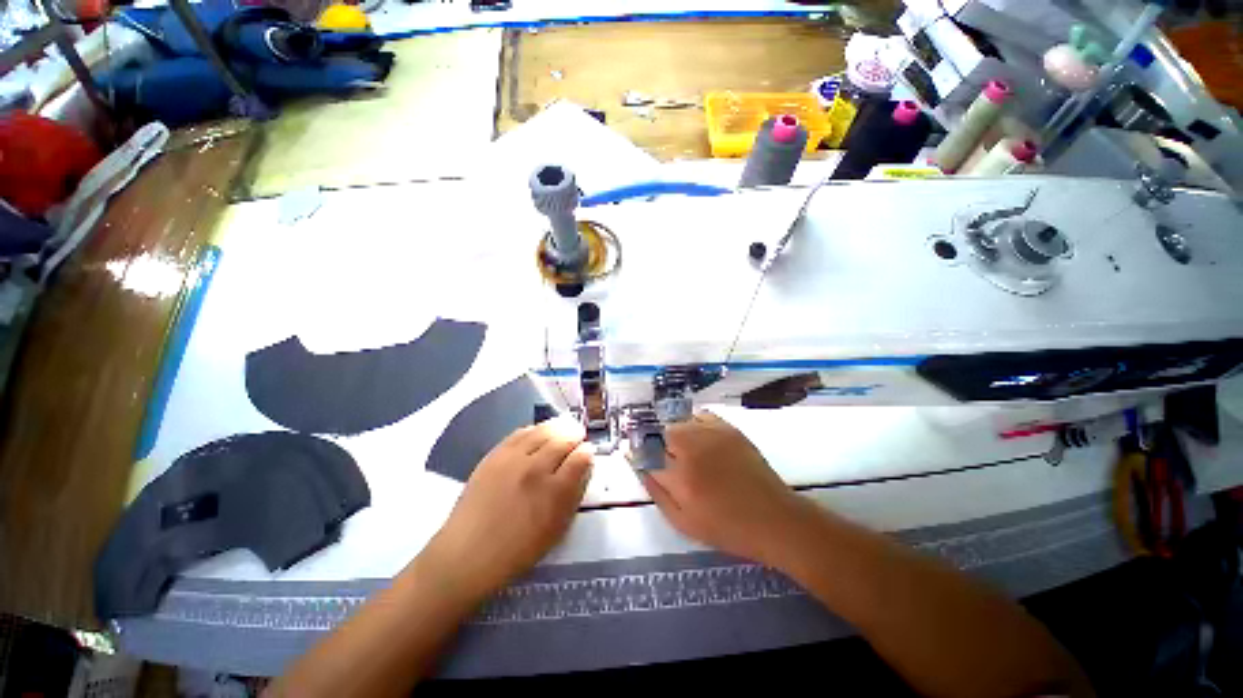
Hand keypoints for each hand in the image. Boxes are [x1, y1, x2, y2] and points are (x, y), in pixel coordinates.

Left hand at [423, 418, 592, 599]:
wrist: (467, 553)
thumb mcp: (557, 528)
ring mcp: (513, 459)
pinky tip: (538, 432)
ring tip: (563, 428)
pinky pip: (520, 432)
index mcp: (555, 492)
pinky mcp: (494, 455)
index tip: (588, 451)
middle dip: (575, 434)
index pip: (580, 458)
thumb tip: (584, 467)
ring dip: (557, 427)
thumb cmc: (518, 549)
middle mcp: (536, 469)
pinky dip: (534, 429)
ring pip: (543, 430)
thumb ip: (574, 494)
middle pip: (563, 439)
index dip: (587, 452)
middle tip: (578, 435)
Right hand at [642, 412, 812, 566]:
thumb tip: (641, 469)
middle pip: (660, 433)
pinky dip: (693, 423)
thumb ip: (657, 493)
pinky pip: (700, 416)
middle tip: (666, 458)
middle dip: (657, 444)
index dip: (638, 454)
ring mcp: (711, 435)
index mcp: (679, 478)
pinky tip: (698, 436)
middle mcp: (692, 450)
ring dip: (674, 434)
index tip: (636, 456)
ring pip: (679, 422)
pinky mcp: (728, 429)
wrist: (773, 518)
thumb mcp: (683, 523)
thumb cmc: (726, 528)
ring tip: (683, 449)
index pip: (646, 455)